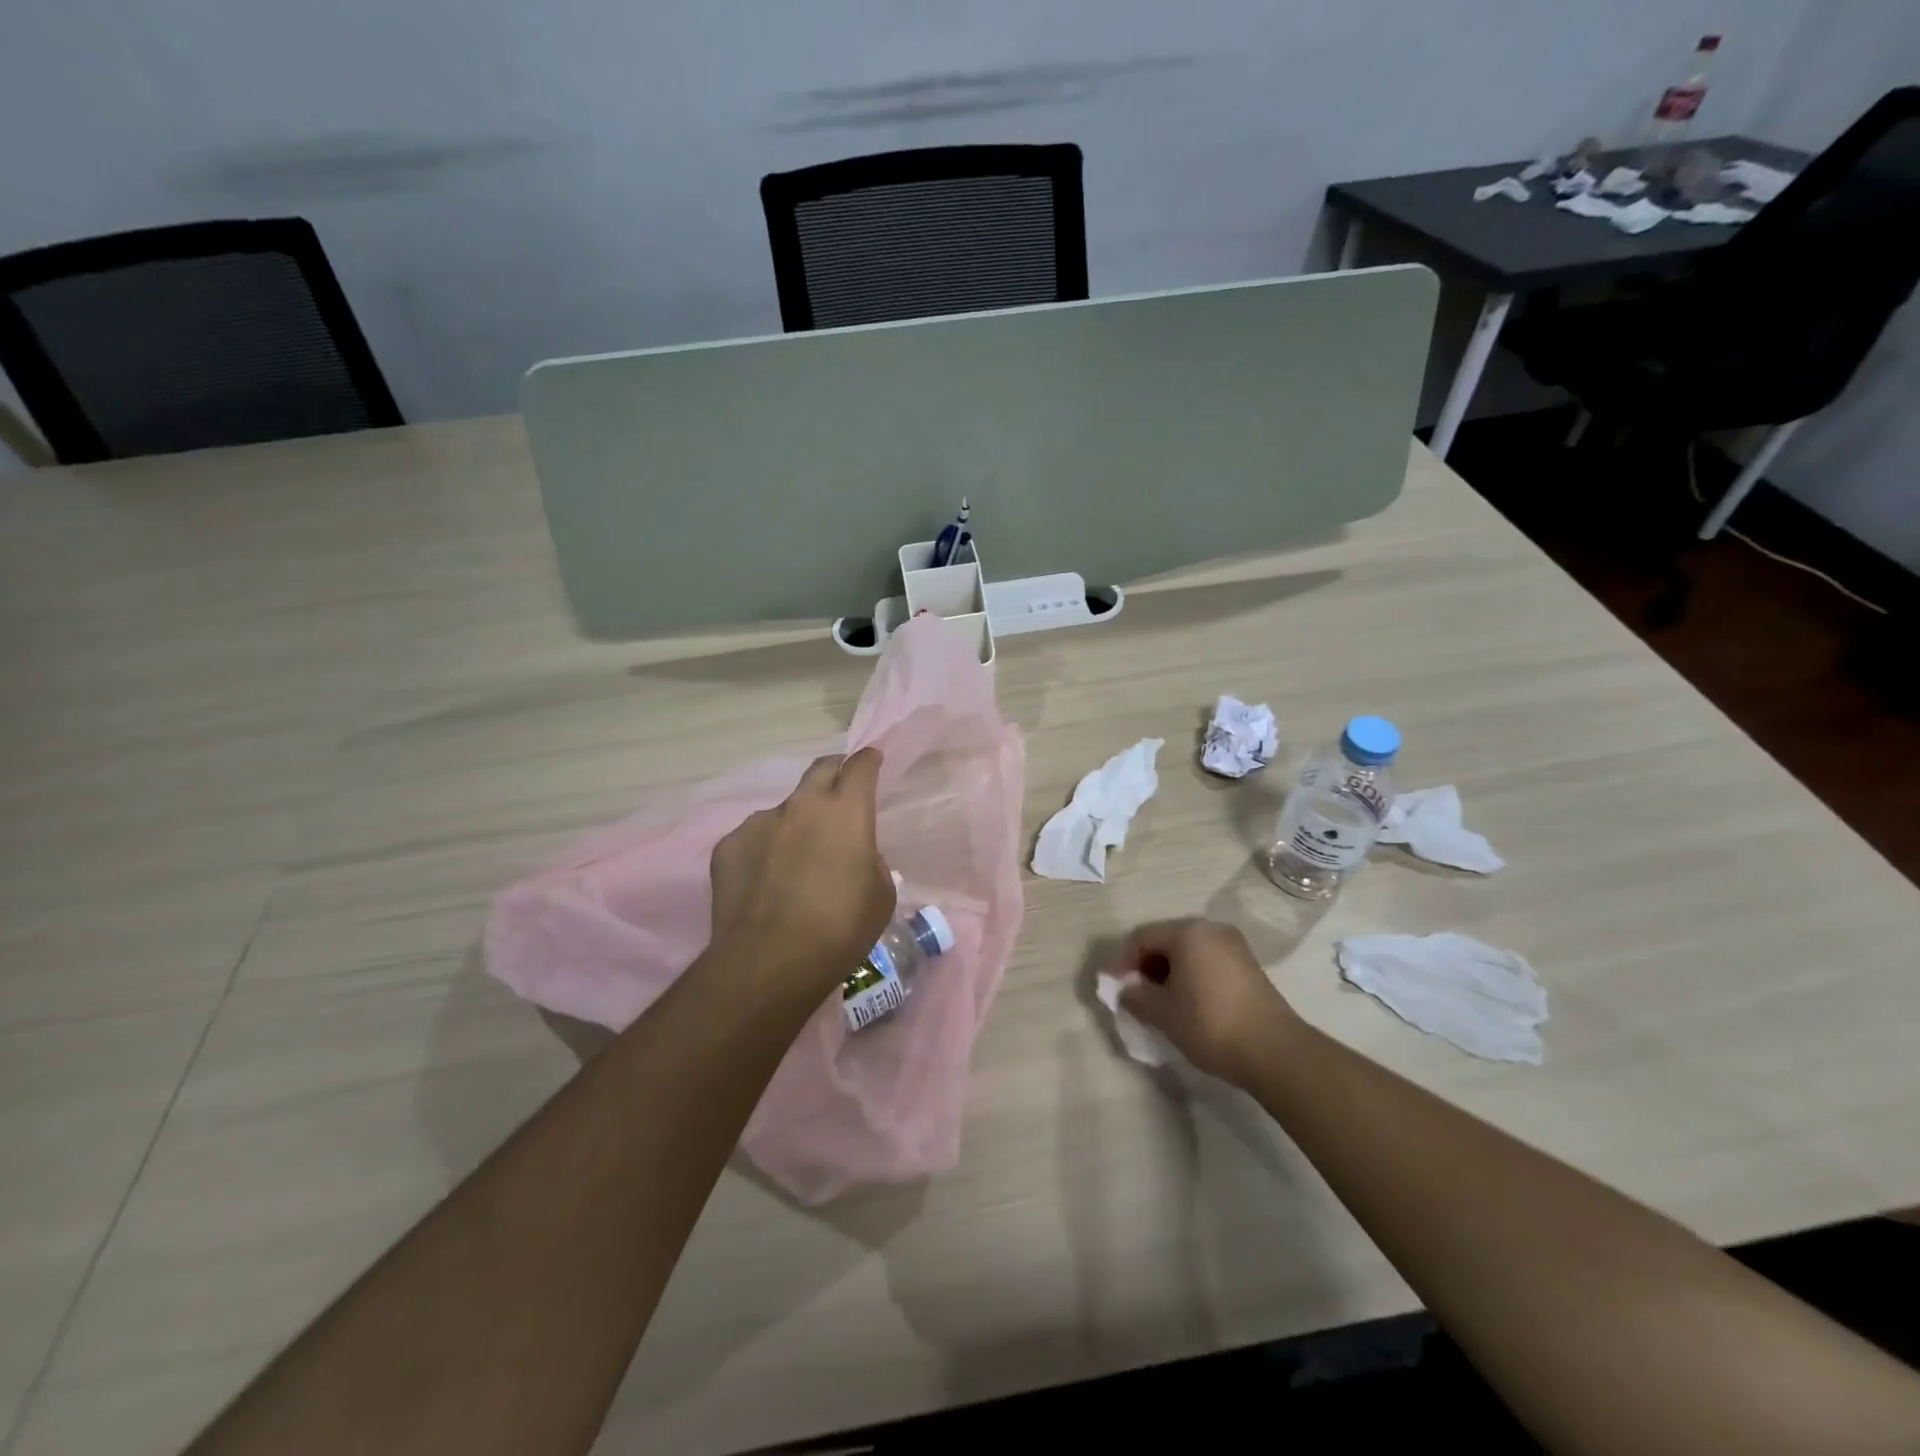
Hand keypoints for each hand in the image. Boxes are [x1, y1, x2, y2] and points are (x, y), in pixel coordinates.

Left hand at [708, 749, 894, 995]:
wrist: (768, 962)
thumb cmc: (839, 930)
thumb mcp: (880, 896)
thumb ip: (870, 861)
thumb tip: (854, 854)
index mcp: (846, 812)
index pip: (860, 766)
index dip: (868, 760)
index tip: (872, 760)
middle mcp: (802, 805)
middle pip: (820, 769)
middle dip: (834, 772)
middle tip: (840, 790)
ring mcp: (760, 822)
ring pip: (785, 809)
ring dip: (797, 822)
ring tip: (796, 859)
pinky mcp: (729, 845)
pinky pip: (755, 838)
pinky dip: (766, 849)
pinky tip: (766, 881)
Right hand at [1116, 918, 1298, 1085]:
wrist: (1274, 1051)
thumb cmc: (1209, 1024)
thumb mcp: (1162, 1013)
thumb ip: (1136, 996)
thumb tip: (1126, 990)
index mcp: (1187, 932)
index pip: (1142, 936)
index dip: (1123, 961)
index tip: (1116, 988)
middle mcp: (1211, 929)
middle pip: (1166, 938)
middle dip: (1147, 964)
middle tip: (1137, 993)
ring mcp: (1233, 945)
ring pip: (1188, 950)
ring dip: (1169, 970)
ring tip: (1162, 1000)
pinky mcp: (1249, 965)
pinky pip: (1208, 960)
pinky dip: (1191, 974)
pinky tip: (1189, 1002)